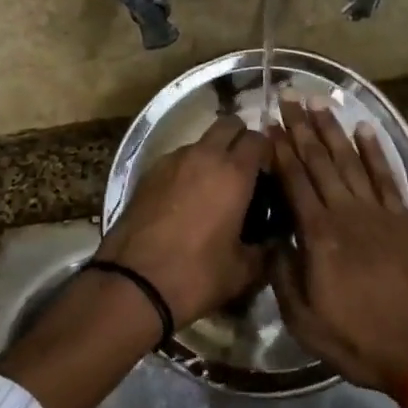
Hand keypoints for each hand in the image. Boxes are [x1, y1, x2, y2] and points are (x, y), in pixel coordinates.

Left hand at [96, 115, 269, 328]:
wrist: (133, 283)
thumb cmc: (197, 275)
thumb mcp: (243, 271)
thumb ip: (265, 250)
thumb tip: (274, 240)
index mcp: (233, 173)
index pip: (259, 139)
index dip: (267, 153)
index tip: (269, 174)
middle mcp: (203, 155)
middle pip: (228, 124)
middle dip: (240, 139)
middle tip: (244, 170)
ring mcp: (171, 160)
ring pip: (200, 141)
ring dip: (211, 154)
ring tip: (212, 188)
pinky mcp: (147, 173)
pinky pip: (176, 159)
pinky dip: (186, 169)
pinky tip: (184, 199)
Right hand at [270, 99, 407, 391]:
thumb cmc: (357, 338)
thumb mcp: (304, 320)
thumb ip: (283, 275)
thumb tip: (271, 240)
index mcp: (319, 235)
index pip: (294, 181)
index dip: (280, 151)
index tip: (268, 125)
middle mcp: (346, 213)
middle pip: (320, 161)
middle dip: (302, 128)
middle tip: (289, 98)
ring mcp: (377, 212)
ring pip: (351, 160)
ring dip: (333, 130)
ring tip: (319, 103)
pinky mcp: (402, 219)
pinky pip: (386, 176)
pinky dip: (375, 150)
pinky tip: (364, 129)